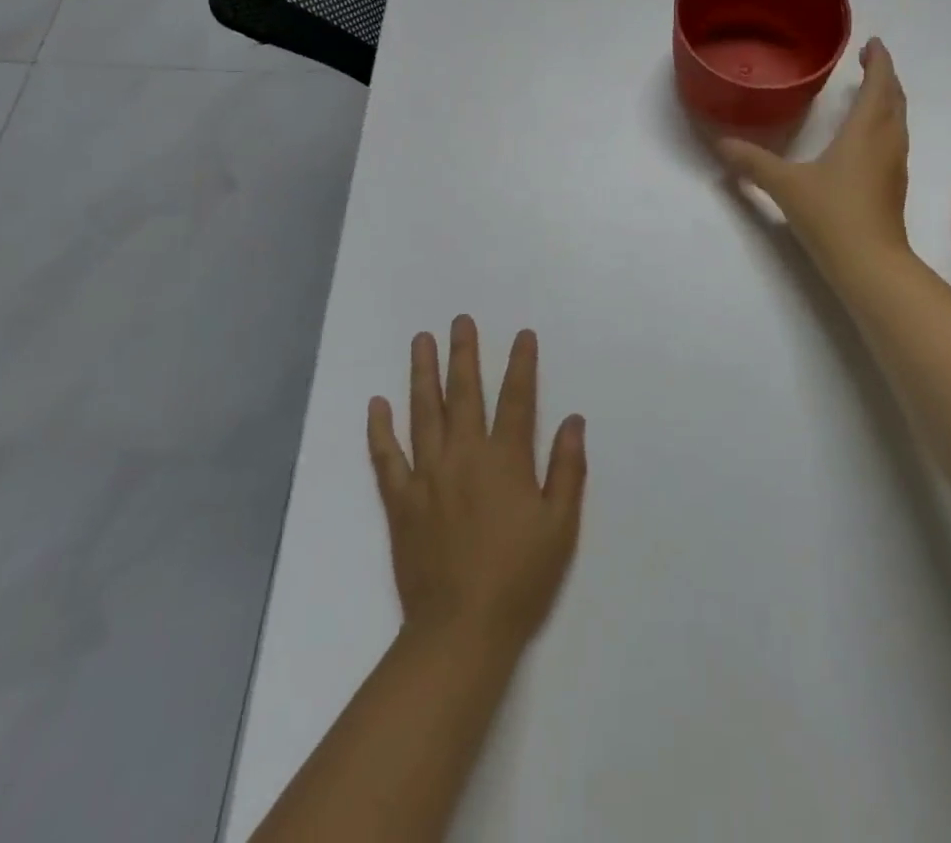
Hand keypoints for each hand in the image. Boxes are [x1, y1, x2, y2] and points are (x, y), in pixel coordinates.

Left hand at [367, 316, 586, 654]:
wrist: (461, 630)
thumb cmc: (519, 578)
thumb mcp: (560, 526)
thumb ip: (567, 469)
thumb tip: (573, 420)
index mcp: (505, 460)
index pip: (517, 399)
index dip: (521, 364)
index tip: (523, 335)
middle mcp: (464, 456)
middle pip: (464, 393)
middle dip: (464, 353)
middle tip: (460, 321)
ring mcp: (427, 476)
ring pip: (423, 412)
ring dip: (422, 373)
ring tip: (421, 341)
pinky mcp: (401, 501)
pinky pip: (386, 457)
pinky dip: (380, 429)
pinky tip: (376, 404)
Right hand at [717, 37, 911, 278]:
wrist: (870, 264)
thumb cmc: (831, 215)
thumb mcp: (785, 185)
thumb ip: (753, 163)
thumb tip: (721, 144)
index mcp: (866, 131)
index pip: (879, 84)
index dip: (879, 61)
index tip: (873, 43)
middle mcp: (887, 142)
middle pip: (894, 99)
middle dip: (884, 76)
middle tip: (869, 60)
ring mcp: (895, 165)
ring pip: (898, 121)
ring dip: (887, 100)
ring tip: (868, 92)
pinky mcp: (894, 186)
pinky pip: (894, 140)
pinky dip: (884, 124)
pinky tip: (866, 137)